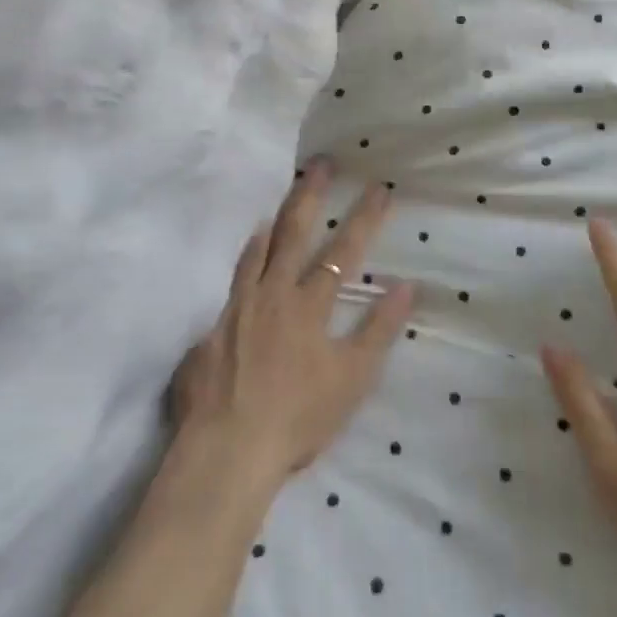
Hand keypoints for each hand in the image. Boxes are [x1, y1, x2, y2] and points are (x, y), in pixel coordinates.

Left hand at [171, 160, 413, 483]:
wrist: (227, 452)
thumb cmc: (298, 417)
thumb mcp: (352, 378)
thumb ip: (378, 330)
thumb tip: (405, 285)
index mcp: (308, 305)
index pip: (343, 251)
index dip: (364, 218)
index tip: (379, 187)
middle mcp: (272, 295)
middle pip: (293, 234)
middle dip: (310, 196)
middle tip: (319, 165)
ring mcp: (237, 310)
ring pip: (255, 254)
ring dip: (271, 225)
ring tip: (277, 205)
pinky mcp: (211, 331)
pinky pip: (230, 287)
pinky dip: (242, 267)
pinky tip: (244, 267)